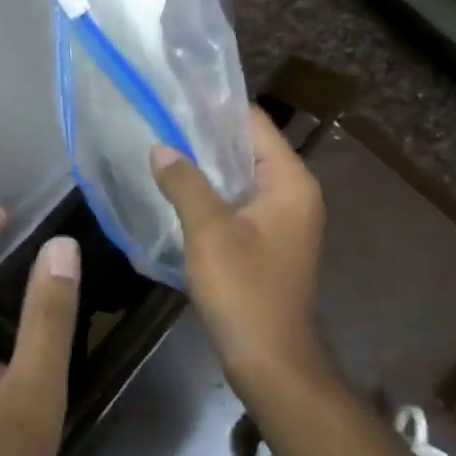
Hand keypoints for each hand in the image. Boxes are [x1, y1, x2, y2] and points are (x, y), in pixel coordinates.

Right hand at [152, 108, 326, 391]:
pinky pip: (239, 203)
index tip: (176, 94)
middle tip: (160, 118)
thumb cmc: (245, 291)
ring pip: (241, 177)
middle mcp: (294, 193)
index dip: (217, 106)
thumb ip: (185, 183)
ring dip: (207, 166)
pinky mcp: (269, 242)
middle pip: (248, 148)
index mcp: (291, 182)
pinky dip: (213, 194)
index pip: (254, 123)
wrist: (271, 361)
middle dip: (206, 135)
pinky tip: (178, 190)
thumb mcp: (209, 232)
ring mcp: (283, 220)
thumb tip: (161, 148)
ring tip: (162, 148)